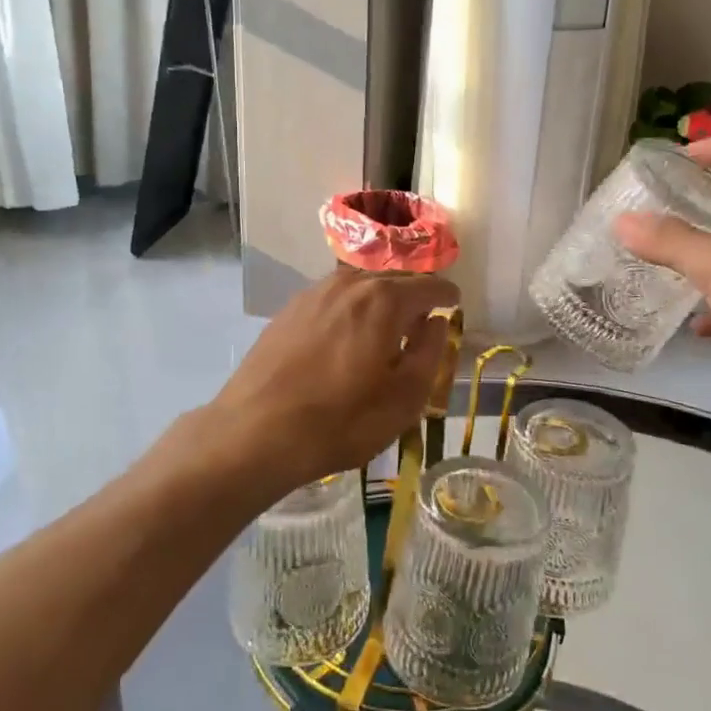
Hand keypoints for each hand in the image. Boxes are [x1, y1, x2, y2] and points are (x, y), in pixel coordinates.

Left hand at [209, 269, 459, 491]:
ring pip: (360, 285)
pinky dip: (350, 308)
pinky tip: (347, 335)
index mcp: (385, 300)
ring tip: (386, 326)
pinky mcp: (289, 310)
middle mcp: (349, 283)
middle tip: (423, 317)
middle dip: (413, 293)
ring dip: (380, 299)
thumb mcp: (404, 398)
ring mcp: (314, 293)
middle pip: (393, 278)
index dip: (447, 294)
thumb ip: (429, 353)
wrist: (256, 431)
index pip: (429, 285)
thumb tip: (436, 322)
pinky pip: (333, 298)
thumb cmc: (341, 420)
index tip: (455, 304)